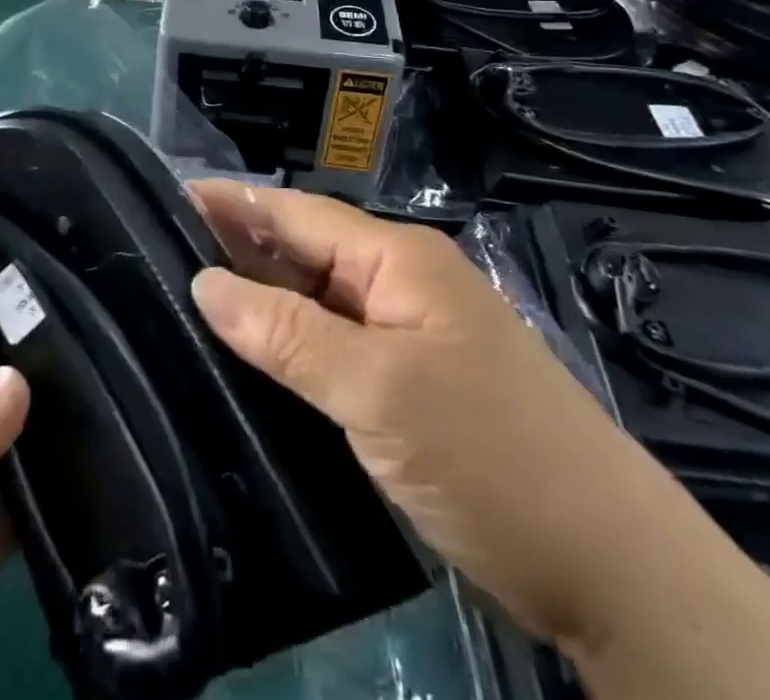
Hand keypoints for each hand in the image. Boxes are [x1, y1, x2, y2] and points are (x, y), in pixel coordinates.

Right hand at [185, 183, 769, 699]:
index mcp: (397, 258)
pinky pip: (331, 346)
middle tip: (155, 252)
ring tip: (180, 297)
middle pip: (301, 251)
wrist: (615, 572)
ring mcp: (407, 335)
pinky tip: (245, 358)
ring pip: (313, 300)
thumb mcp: (379, 390)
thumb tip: (203, 284)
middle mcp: (400, 282)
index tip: (163, 197)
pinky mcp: (409, 384)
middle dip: (234, 246)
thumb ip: (286, 332)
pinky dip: (285, 344)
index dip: (230, 201)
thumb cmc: (492, 456)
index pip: (294, 213)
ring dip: (256, 298)